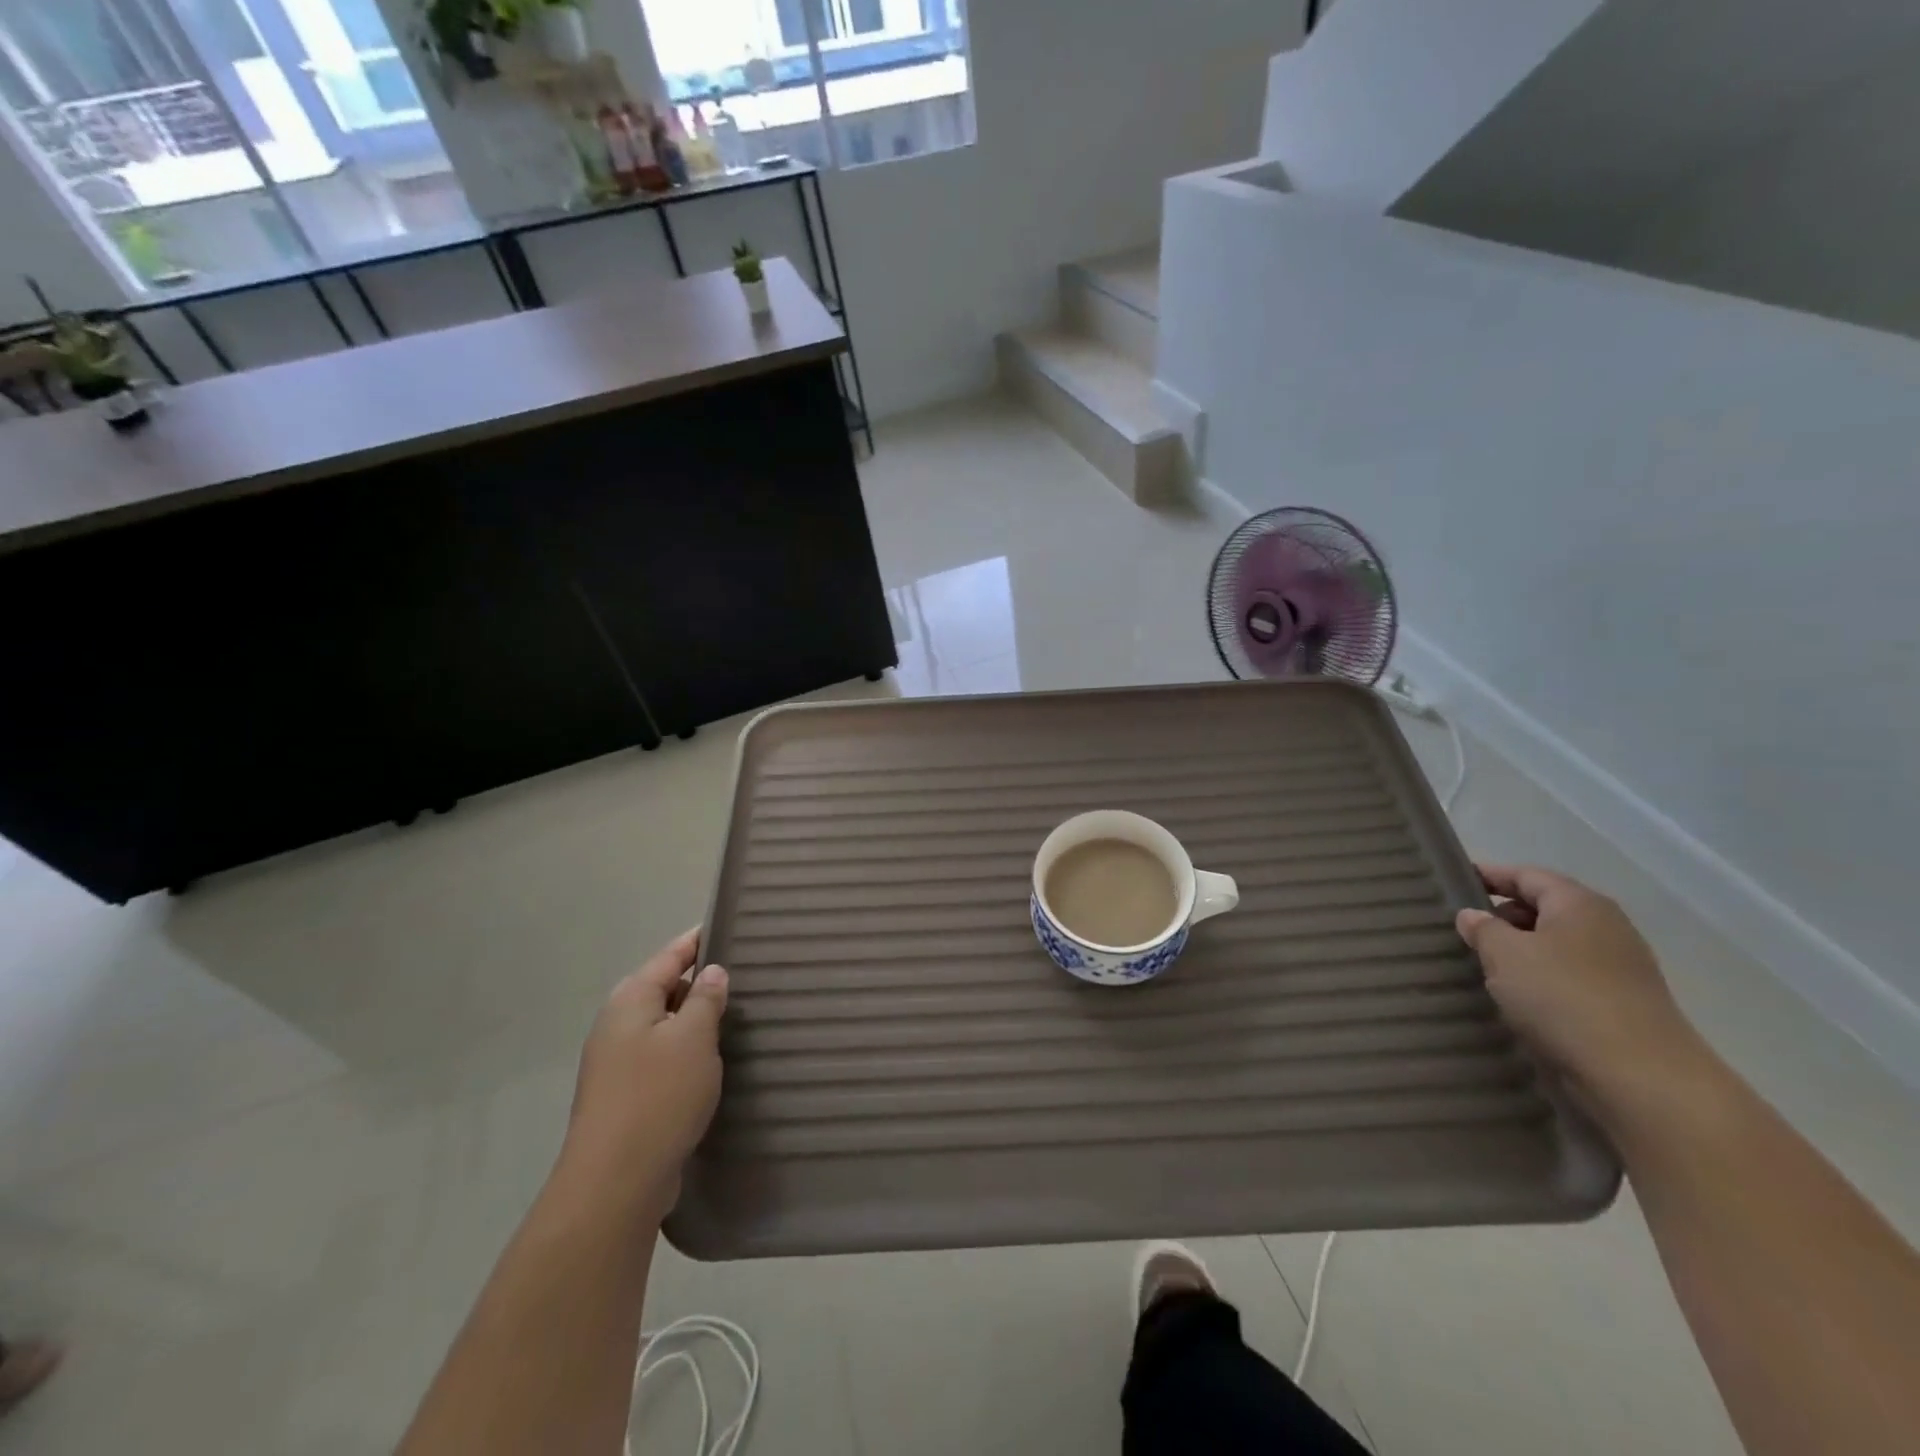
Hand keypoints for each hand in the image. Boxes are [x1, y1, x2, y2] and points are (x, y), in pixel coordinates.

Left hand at [558, 928, 728, 1224]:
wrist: (615, 1183)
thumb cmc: (658, 1096)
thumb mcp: (694, 1037)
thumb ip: (706, 998)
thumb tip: (711, 972)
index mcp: (630, 1000)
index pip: (670, 956)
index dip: (698, 941)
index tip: (728, 925)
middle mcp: (617, 1025)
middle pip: (664, 989)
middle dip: (700, 982)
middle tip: (744, 976)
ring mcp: (616, 1063)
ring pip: (664, 1027)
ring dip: (694, 1022)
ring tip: (735, 1018)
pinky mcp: (623, 1097)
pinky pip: (660, 1058)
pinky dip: (685, 1053)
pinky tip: (711, 1064)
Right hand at [1456, 865, 1710, 1123]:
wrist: (1641, 1077)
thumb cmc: (1563, 998)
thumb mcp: (1504, 954)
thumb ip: (1483, 928)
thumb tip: (1473, 915)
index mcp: (1580, 904)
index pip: (1527, 874)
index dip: (1490, 874)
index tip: (1455, 877)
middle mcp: (1606, 927)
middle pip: (1546, 907)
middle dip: (1504, 913)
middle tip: (1463, 926)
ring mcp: (1621, 967)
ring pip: (1558, 944)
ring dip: (1521, 950)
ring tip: (1483, 963)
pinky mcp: (1624, 1004)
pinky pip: (1570, 976)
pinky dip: (1541, 978)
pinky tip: (1517, 996)